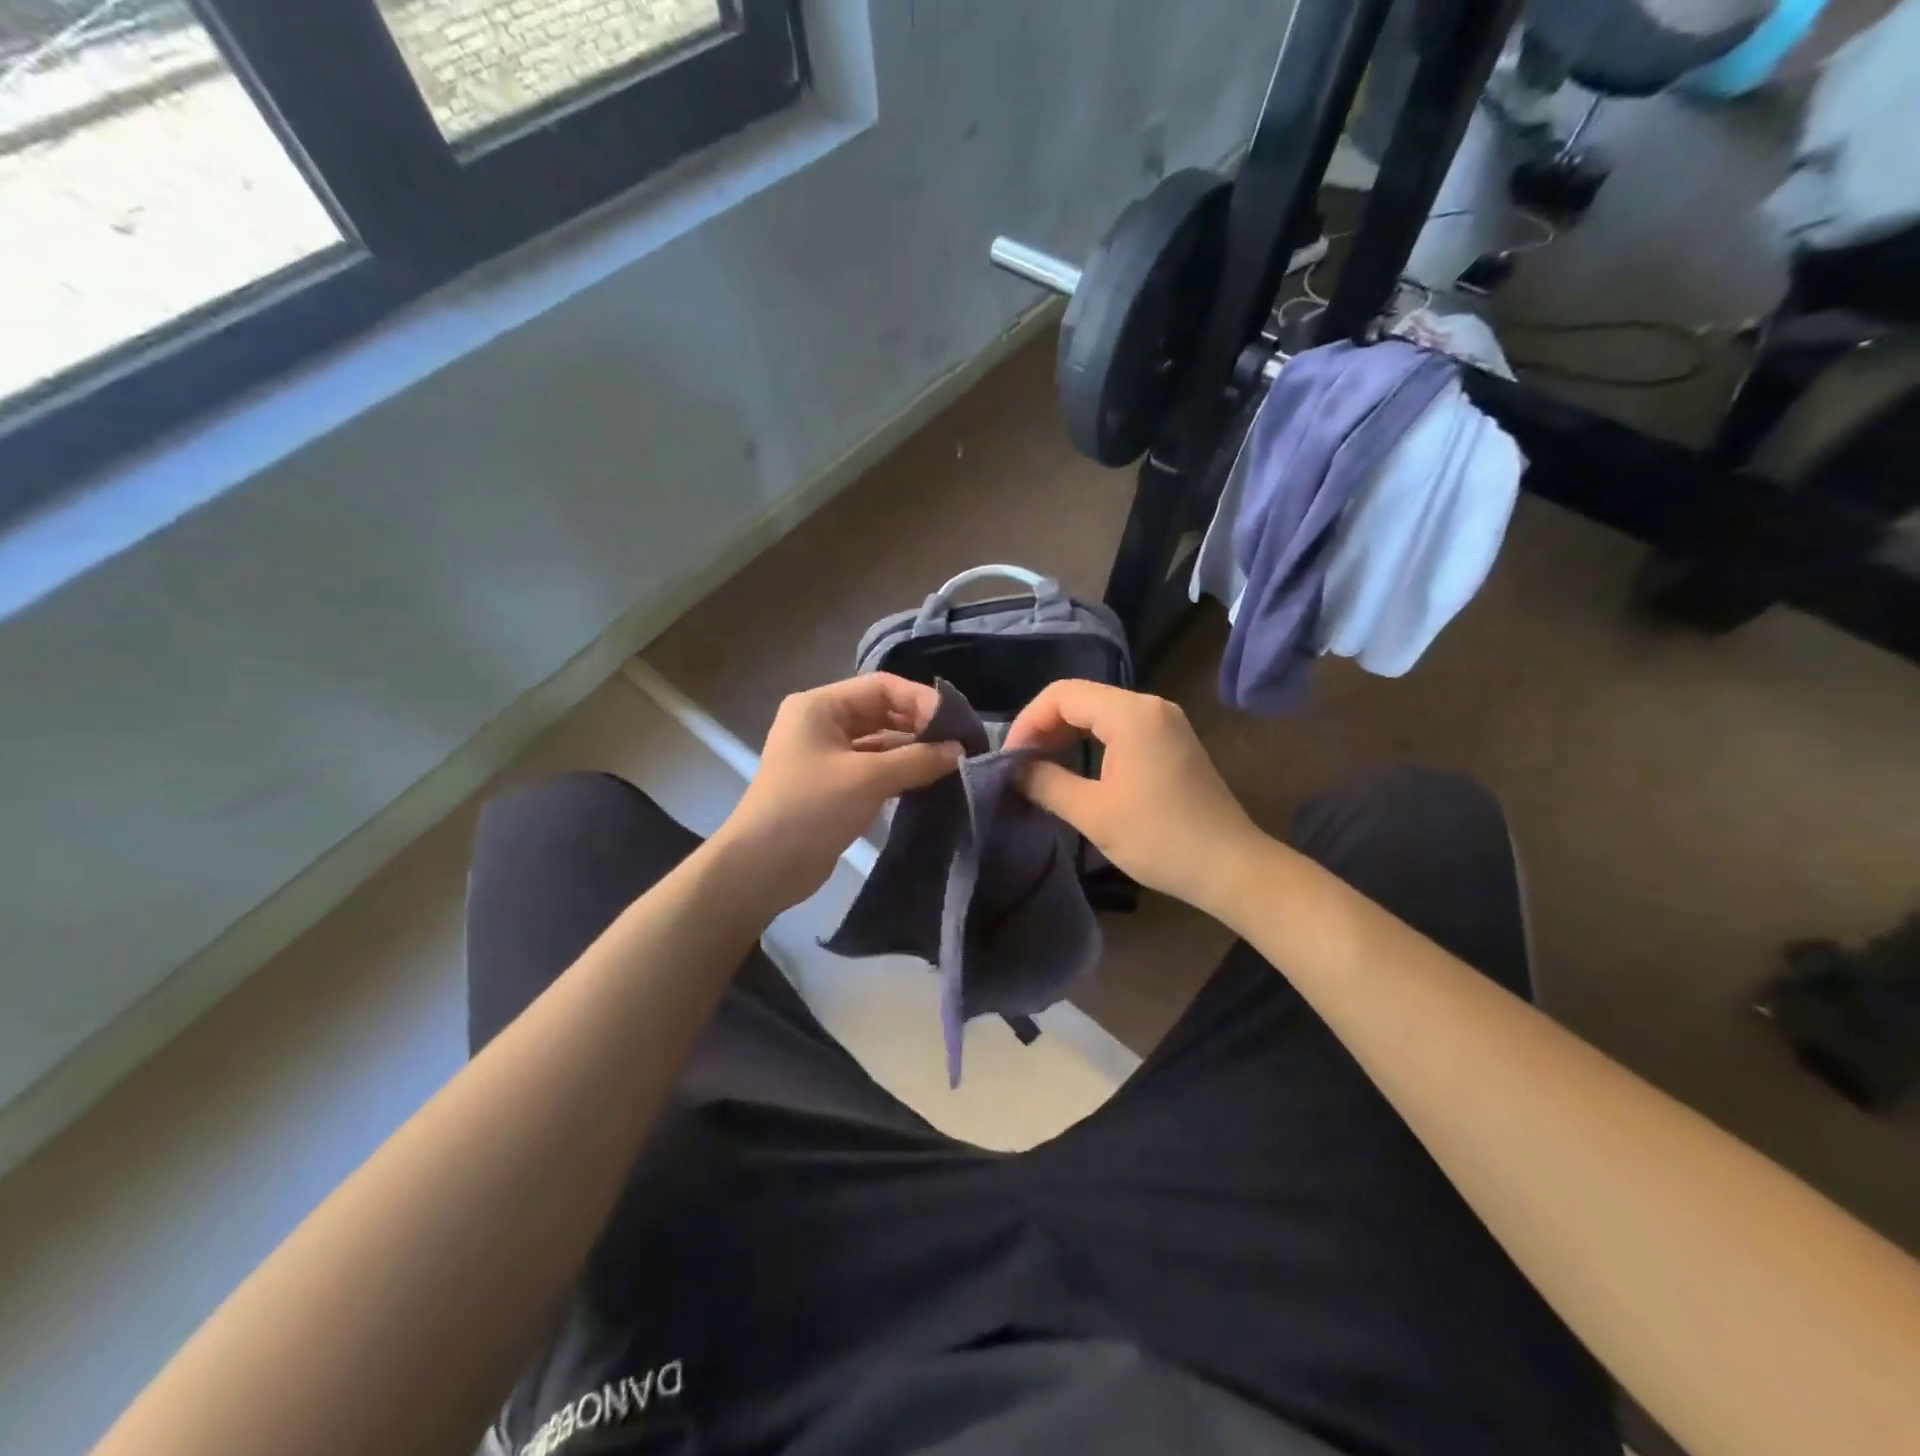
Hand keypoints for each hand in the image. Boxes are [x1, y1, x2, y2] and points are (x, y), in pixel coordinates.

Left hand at [716, 674, 961, 912]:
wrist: (762, 869)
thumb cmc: (810, 809)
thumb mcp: (867, 779)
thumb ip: (917, 760)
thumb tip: (960, 750)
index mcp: (820, 706)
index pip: (881, 687)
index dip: (921, 700)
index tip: (957, 725)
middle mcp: (822, 723)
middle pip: (882, 712)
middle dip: (920, 726)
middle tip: (959, 745)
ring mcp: (827, 755)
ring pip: (880, 742)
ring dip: (913, 751)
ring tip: (951, 764)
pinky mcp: (834, 785)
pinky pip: (874, 768)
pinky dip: (900, 772)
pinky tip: (928, 781)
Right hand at [1005, 680, 1261, 914]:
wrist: (1231, 867)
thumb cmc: (1159, 838)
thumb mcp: (1093, 813)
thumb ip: (1046, 783)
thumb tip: (1013, 771)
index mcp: (1131, 714)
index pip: (1062, 694)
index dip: (1028, 721)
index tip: (1009, 758)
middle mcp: (1150, 706)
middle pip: (1081, 698)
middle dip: (1044, 727)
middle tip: (1020, 765)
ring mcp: (1165, 722)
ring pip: (1100, 713)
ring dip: (1066, 735)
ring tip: (1041, 768)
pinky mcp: (1173, 742)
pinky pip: (1120, 728)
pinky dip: (1091, 742)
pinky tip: (1076, 768)